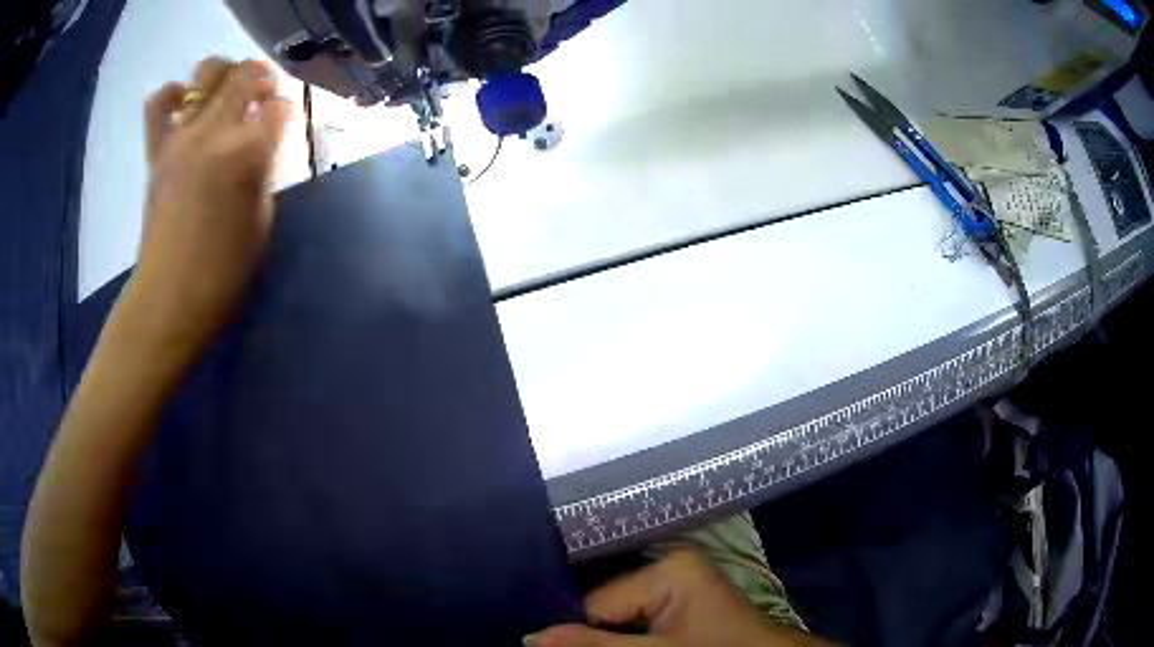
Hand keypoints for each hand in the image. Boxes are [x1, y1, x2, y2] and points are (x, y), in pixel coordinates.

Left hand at [122, 57, 290, 360]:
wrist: (169, 299)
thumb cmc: (224, 273)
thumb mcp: (262, 221)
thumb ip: (265, 171)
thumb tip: (265, 144)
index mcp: (248, 154)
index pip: (280, 107)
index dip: (288, 112)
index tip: (286, 125)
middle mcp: (214, 133)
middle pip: (246, 76)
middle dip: (264, 79)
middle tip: (265, 96)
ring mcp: (181, 138)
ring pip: (207, 72)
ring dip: (225, 74)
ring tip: (227, 93)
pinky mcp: (157, 152)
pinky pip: (158, 104)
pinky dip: (173, 94)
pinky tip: (184, 105)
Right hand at [530, 551, 827, 646]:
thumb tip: (529, 638)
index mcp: (667, 567)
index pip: (595, 603)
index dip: (579, 633)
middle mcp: (667, 563)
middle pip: (604, 606)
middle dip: (593, 634)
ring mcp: (674, 579)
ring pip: (616, 613)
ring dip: (607, 636)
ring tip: (611, 645)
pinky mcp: (679, 595)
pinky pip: (635, 614)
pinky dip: (625, 634)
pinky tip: (629, 643)